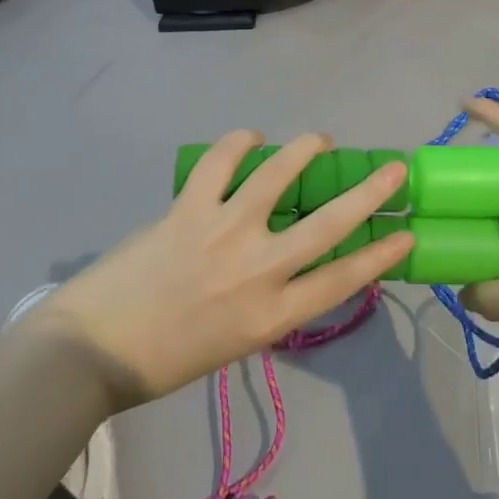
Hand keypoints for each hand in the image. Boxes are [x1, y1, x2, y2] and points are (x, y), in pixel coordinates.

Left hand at [21, 133, 413, 411]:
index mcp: (270, 315)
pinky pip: (221, 162)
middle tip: (395, 170)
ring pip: (278, 176)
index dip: (379, 255)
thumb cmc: (164, 360)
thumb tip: (284, 265)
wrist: (92, 352)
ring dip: (306, 150)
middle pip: (328, 224)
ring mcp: (223, 232)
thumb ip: (266, 303)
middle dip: (370, 194)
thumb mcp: (234, 343)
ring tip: (321, 140)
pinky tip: (251, 138)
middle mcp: (257, 270)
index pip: (341, 279)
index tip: (406, 233)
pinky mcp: (189, 209)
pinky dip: (239, 144)